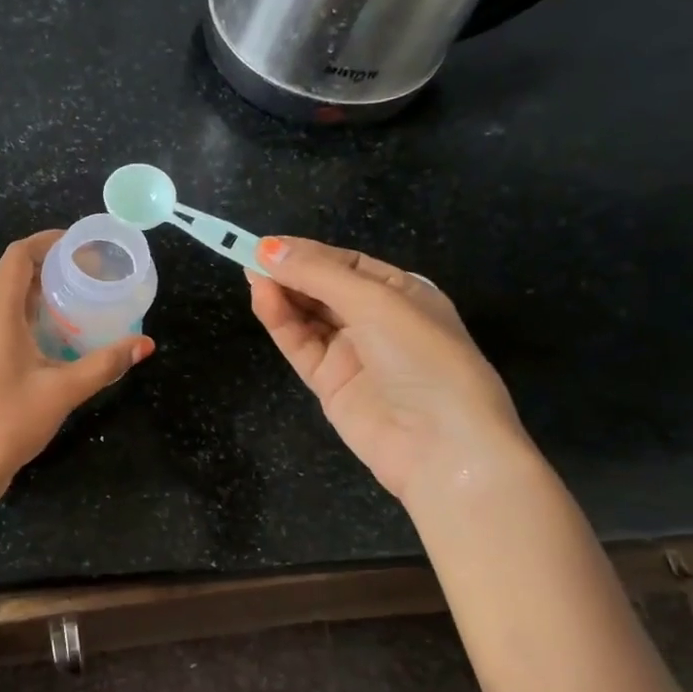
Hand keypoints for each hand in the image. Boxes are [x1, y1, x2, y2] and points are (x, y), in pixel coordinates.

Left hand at [0, 231, 153, 499]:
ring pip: (8, 300)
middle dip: (53, 268)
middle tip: (93, 273)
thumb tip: (145, 344)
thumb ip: (105, 364)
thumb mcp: (63, 390)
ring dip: (42, 294)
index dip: (49, 242)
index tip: (84, 245)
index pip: (18, 255)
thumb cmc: (8, 421)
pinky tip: (60, 336)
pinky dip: (32, 317)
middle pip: (14, 275)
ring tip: (83, 300)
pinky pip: (4, 323)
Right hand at [248, 237, 526, 504]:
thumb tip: (267, 248)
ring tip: (251, 277)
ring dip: (281, 295)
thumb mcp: (376, 302)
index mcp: (402, 293)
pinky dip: (280, 322)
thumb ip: (319, 274)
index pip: (346, 264)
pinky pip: (300, 344)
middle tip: (251, 258)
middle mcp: (377, 320)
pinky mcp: (329, 383)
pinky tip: (263, 301)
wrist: (441, 446)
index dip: (307, 253)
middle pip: (323, 288)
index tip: (267, 245)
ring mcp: (352, 353)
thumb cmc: (422, 357)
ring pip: (307, 315)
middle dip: (290, 272)